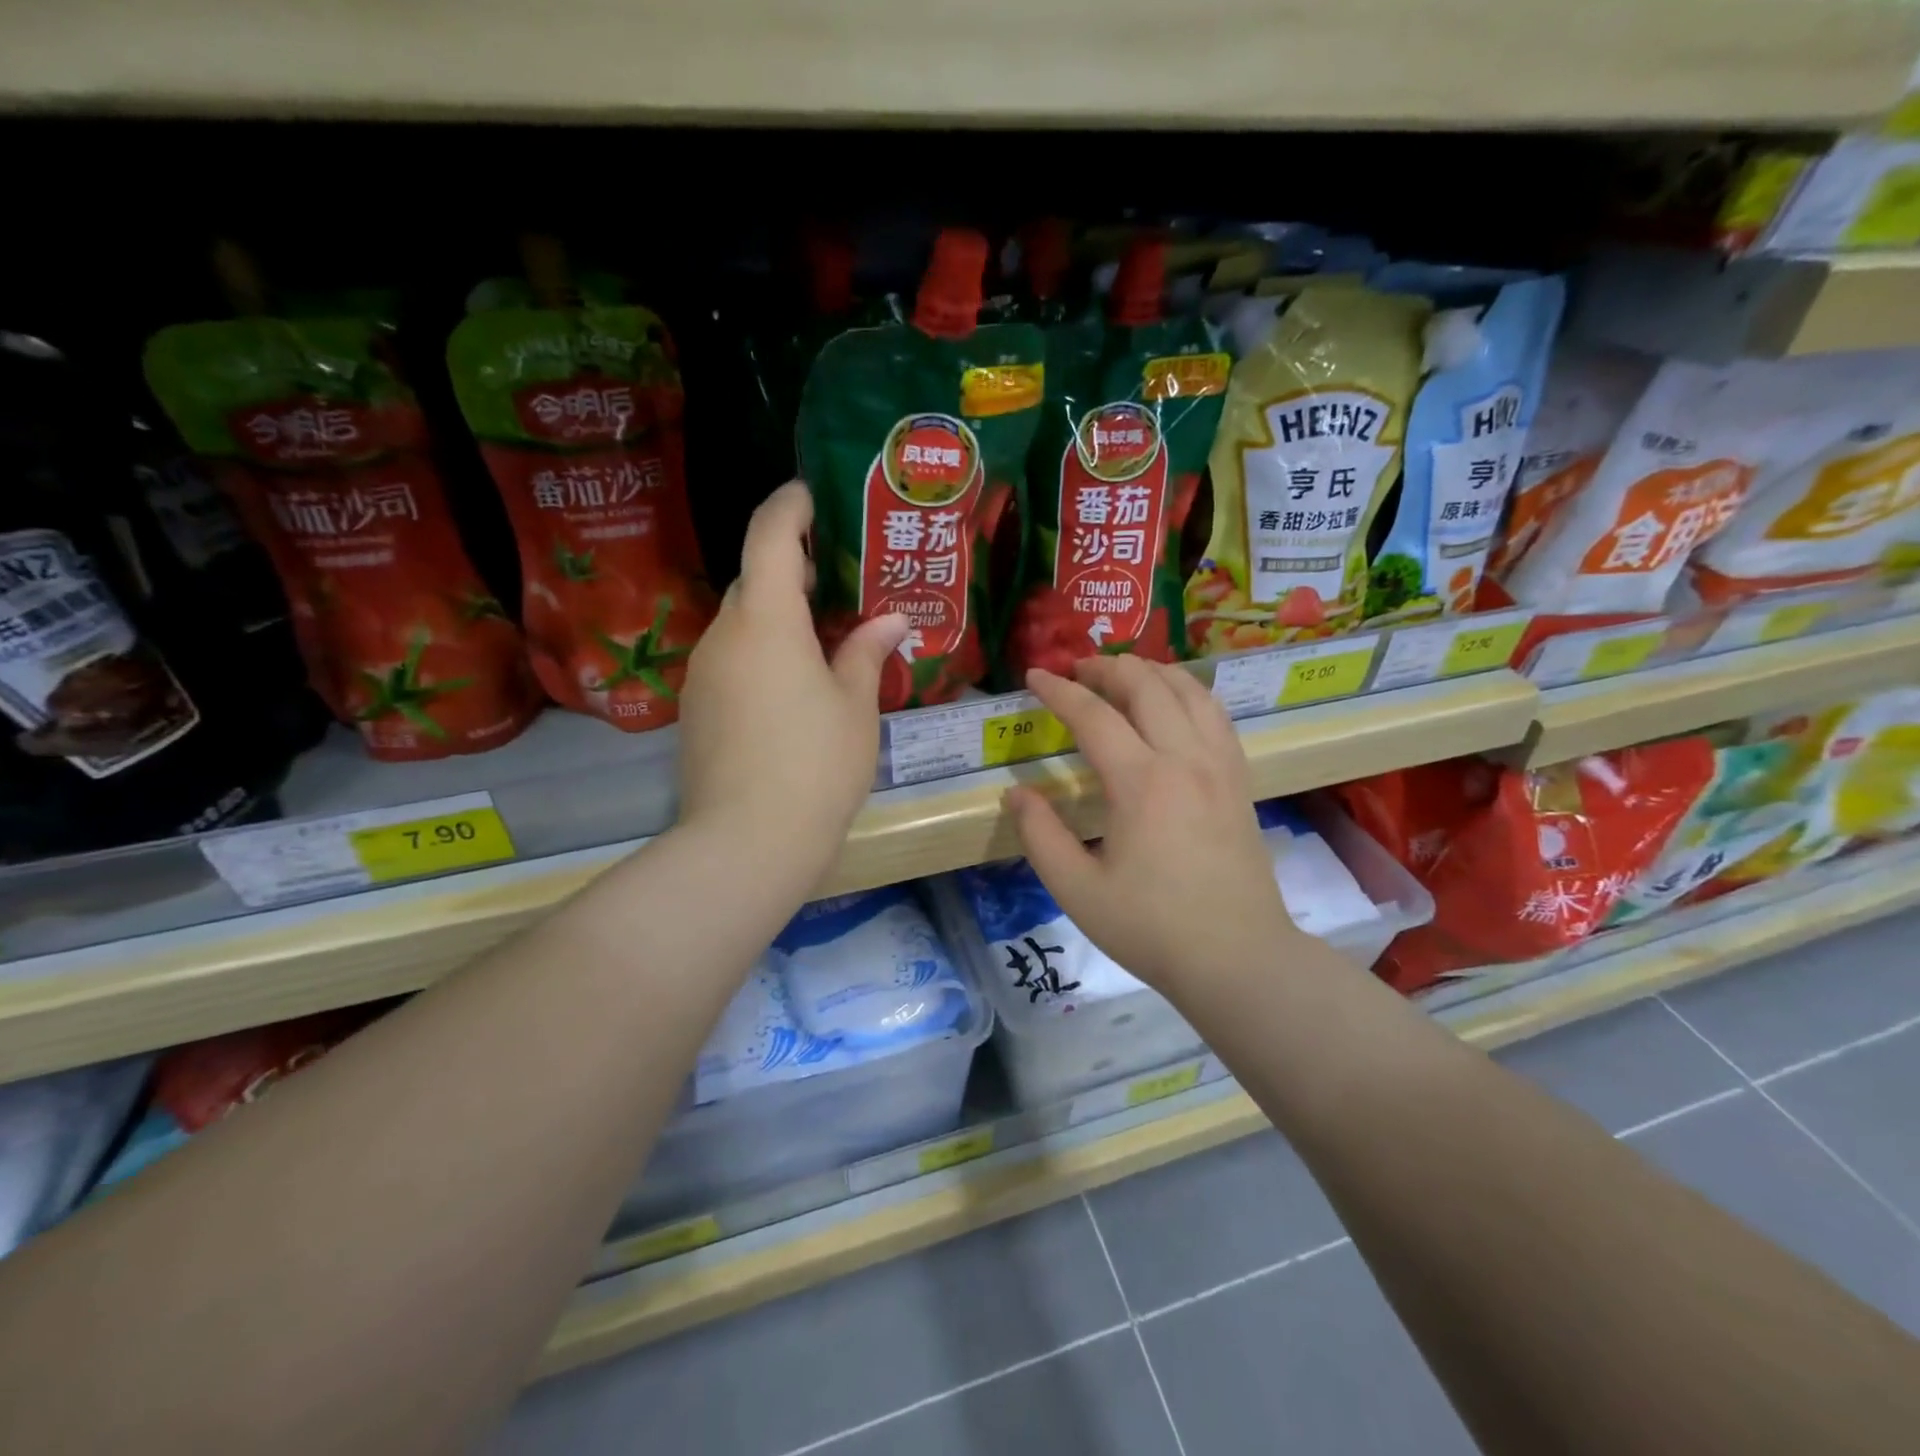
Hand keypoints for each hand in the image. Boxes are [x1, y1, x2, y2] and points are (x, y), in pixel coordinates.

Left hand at [676, 482, 906, 886]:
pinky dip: (758, 655)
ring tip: (818, 642)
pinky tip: (789, 690)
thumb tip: (892, 621)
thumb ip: (867, 652)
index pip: (769, 536)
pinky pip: (729, 661)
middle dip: (789, 570)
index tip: (810, 495)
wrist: (747, 841)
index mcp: (767, 620)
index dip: (789, 506)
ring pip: (740, 625)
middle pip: (754, 581)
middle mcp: (723, 634)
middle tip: (833, 584)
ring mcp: (701, 673)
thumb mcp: (855, 706)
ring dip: (774, 619)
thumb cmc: (816, 763)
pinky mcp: (694, 709)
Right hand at [1005, 656, 1301, 992]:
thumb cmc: (1152, 928)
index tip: (1034, 676)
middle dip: (1106, 668)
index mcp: (1141, 782)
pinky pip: (1216, 715)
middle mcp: (1185, 759)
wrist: (1238, 958)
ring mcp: (1220, 766)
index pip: (1093, 715)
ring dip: (1152, 672)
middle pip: (1146, 686)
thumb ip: (1040, 836)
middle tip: (1076, 670)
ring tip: (1123, 673)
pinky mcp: (1240, 780)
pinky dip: (1189, 693)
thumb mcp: (1077, 890)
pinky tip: (1174, 703)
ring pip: (1190, 691)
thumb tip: (1017, 794)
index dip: (1058, 691)